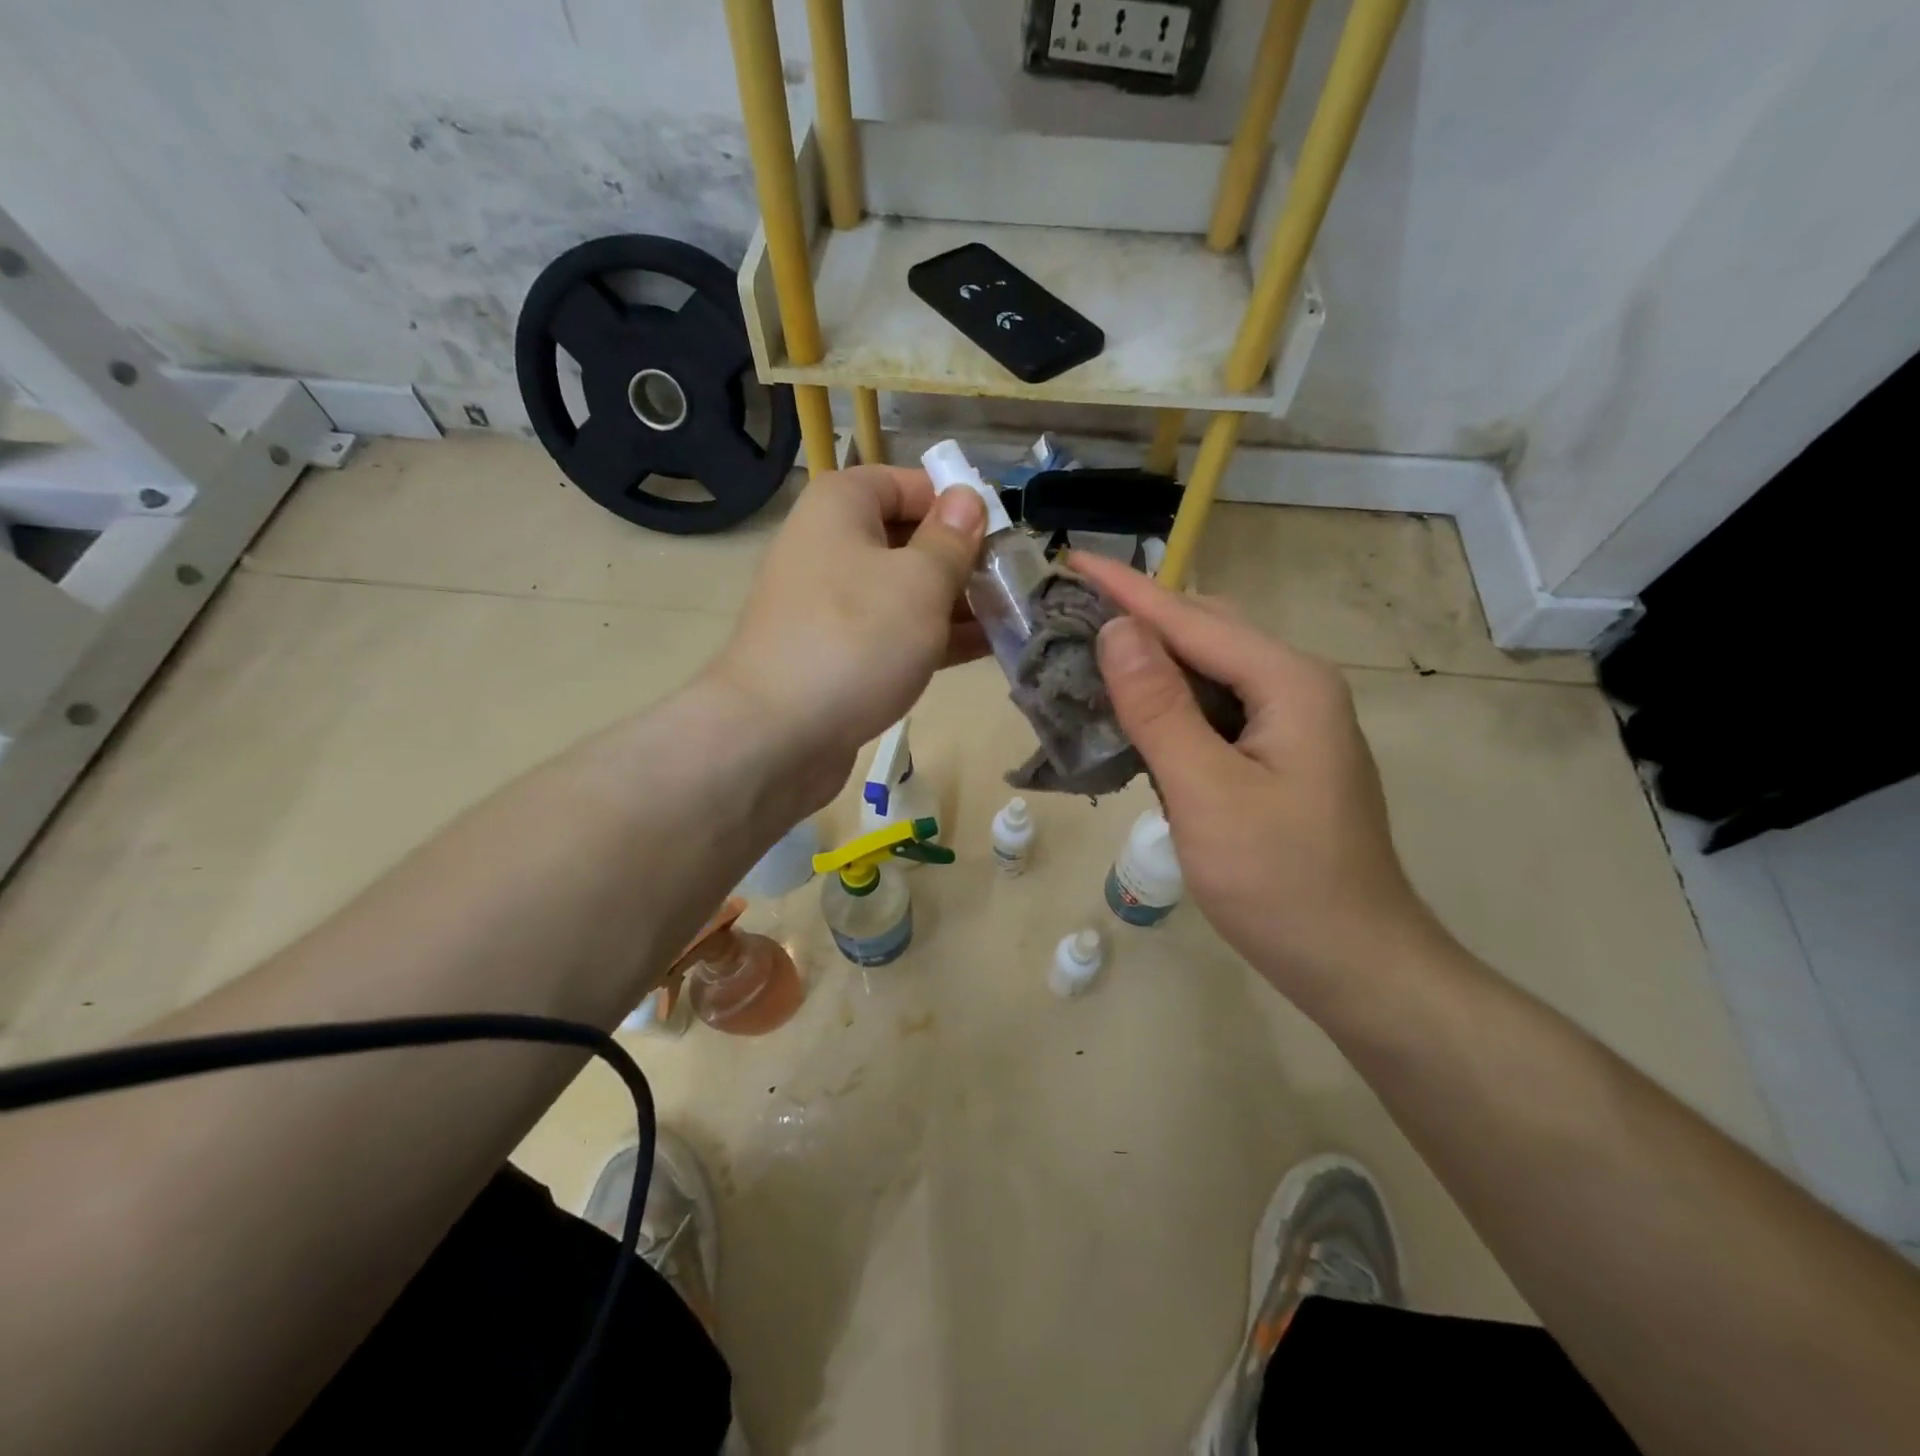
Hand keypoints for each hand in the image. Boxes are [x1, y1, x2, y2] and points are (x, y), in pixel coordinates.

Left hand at [707, 465, 986, 804]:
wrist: (776, 735)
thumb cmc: (855, 639)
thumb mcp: (919, 582)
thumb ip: (951, 539)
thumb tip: (967, 498)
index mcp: (841, 507)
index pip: (907, 483)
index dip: (956, 503)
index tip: (1001, 533)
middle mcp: (828, 546)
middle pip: (907, 538)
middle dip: (962, 560)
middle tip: (1014, 582)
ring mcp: (829, 605)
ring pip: (903, 592)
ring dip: (954, 603)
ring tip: (1011, 617)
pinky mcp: (835, 654)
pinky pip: (891, 633)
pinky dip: (932, 637)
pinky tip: (982, 649)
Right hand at [1071, 553, 1443, 997]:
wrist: (1354, 962)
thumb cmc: (1280, 881)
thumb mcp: (1208, 793)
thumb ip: (1160, 708)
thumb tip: (1118, 630)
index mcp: (1289, 683)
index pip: (1192, 618)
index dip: (1127, 589)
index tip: (1069, 559)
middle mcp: (1296, 687)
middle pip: (1207, 631)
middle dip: (1139, 616)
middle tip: (1071, 611)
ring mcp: (1291, 723)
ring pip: (1210, 669)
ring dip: (1152, 658)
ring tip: (1090, 652)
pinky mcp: (1278, 756)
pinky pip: (1215, 707)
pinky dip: (1170, 700)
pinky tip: (1135, 712)